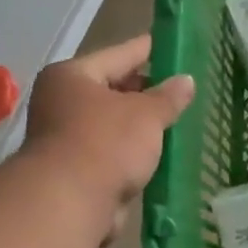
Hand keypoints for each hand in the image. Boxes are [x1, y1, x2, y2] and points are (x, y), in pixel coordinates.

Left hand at [24, 35, 194, 242]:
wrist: (67, 204)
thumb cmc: (105, 144)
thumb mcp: (146, 115)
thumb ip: (168, 97)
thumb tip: (186, 80)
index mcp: (72, 76)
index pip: (120, 54)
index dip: (149, 49)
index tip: (173, 43)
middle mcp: (62, 102)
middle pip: (113, 89)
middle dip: (146, 91)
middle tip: (181, 88)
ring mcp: (65, 138)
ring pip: (113, 124)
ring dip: (140, 126)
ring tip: (176, 121)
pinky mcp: (74, 171)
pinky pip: (112, 152)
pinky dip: (132, 153)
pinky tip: (159, 154)